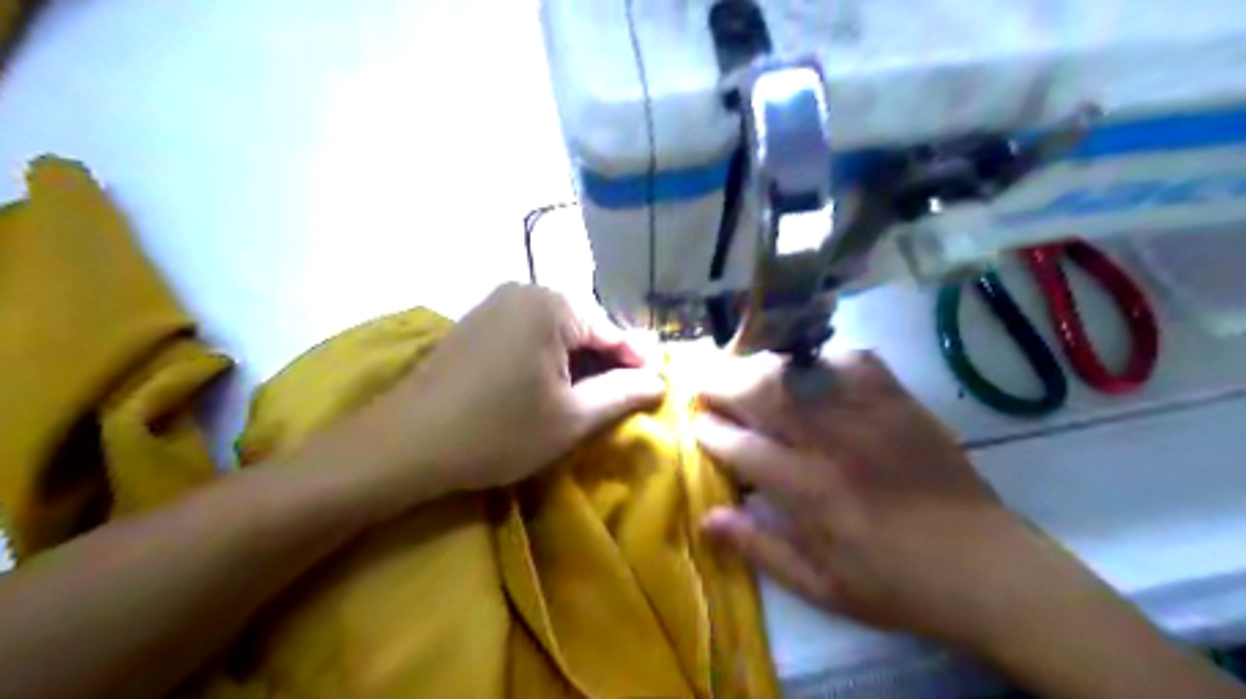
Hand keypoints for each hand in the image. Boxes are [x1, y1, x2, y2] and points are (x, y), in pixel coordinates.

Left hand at [365, 285, 667, 495]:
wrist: (405, 444)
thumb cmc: (498, 431)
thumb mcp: (571, 418)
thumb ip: (623, 394)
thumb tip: (660, 381)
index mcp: (554, 305)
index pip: (615, 332)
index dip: (638, 365)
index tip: (656, 392)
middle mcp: (526, 290)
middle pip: (586, 327)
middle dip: (606, 363)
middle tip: (622, 400)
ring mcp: (497, 303)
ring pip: (558, 331)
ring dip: (577, 363)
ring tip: (589, 399)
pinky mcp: (477, 322)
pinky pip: (529, 334)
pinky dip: (548, 359)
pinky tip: (549, 387)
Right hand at [697, 351, 1086, 651]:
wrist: (983, 567)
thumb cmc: (893, 583)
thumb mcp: (820, 587)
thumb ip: (759, 548)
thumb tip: (706, 517)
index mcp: (808, 493)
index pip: (740, 445)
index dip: (710, 430)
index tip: (697, 424)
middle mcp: (831, 444)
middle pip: (762, 393)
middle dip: (723, 384)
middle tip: (706, 385)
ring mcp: (867, 415)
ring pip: (799, 371)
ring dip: (761, 367)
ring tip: (744, 371)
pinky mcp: (898, 401)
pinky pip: (852, 359)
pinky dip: (821, 357)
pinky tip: (808, 367)